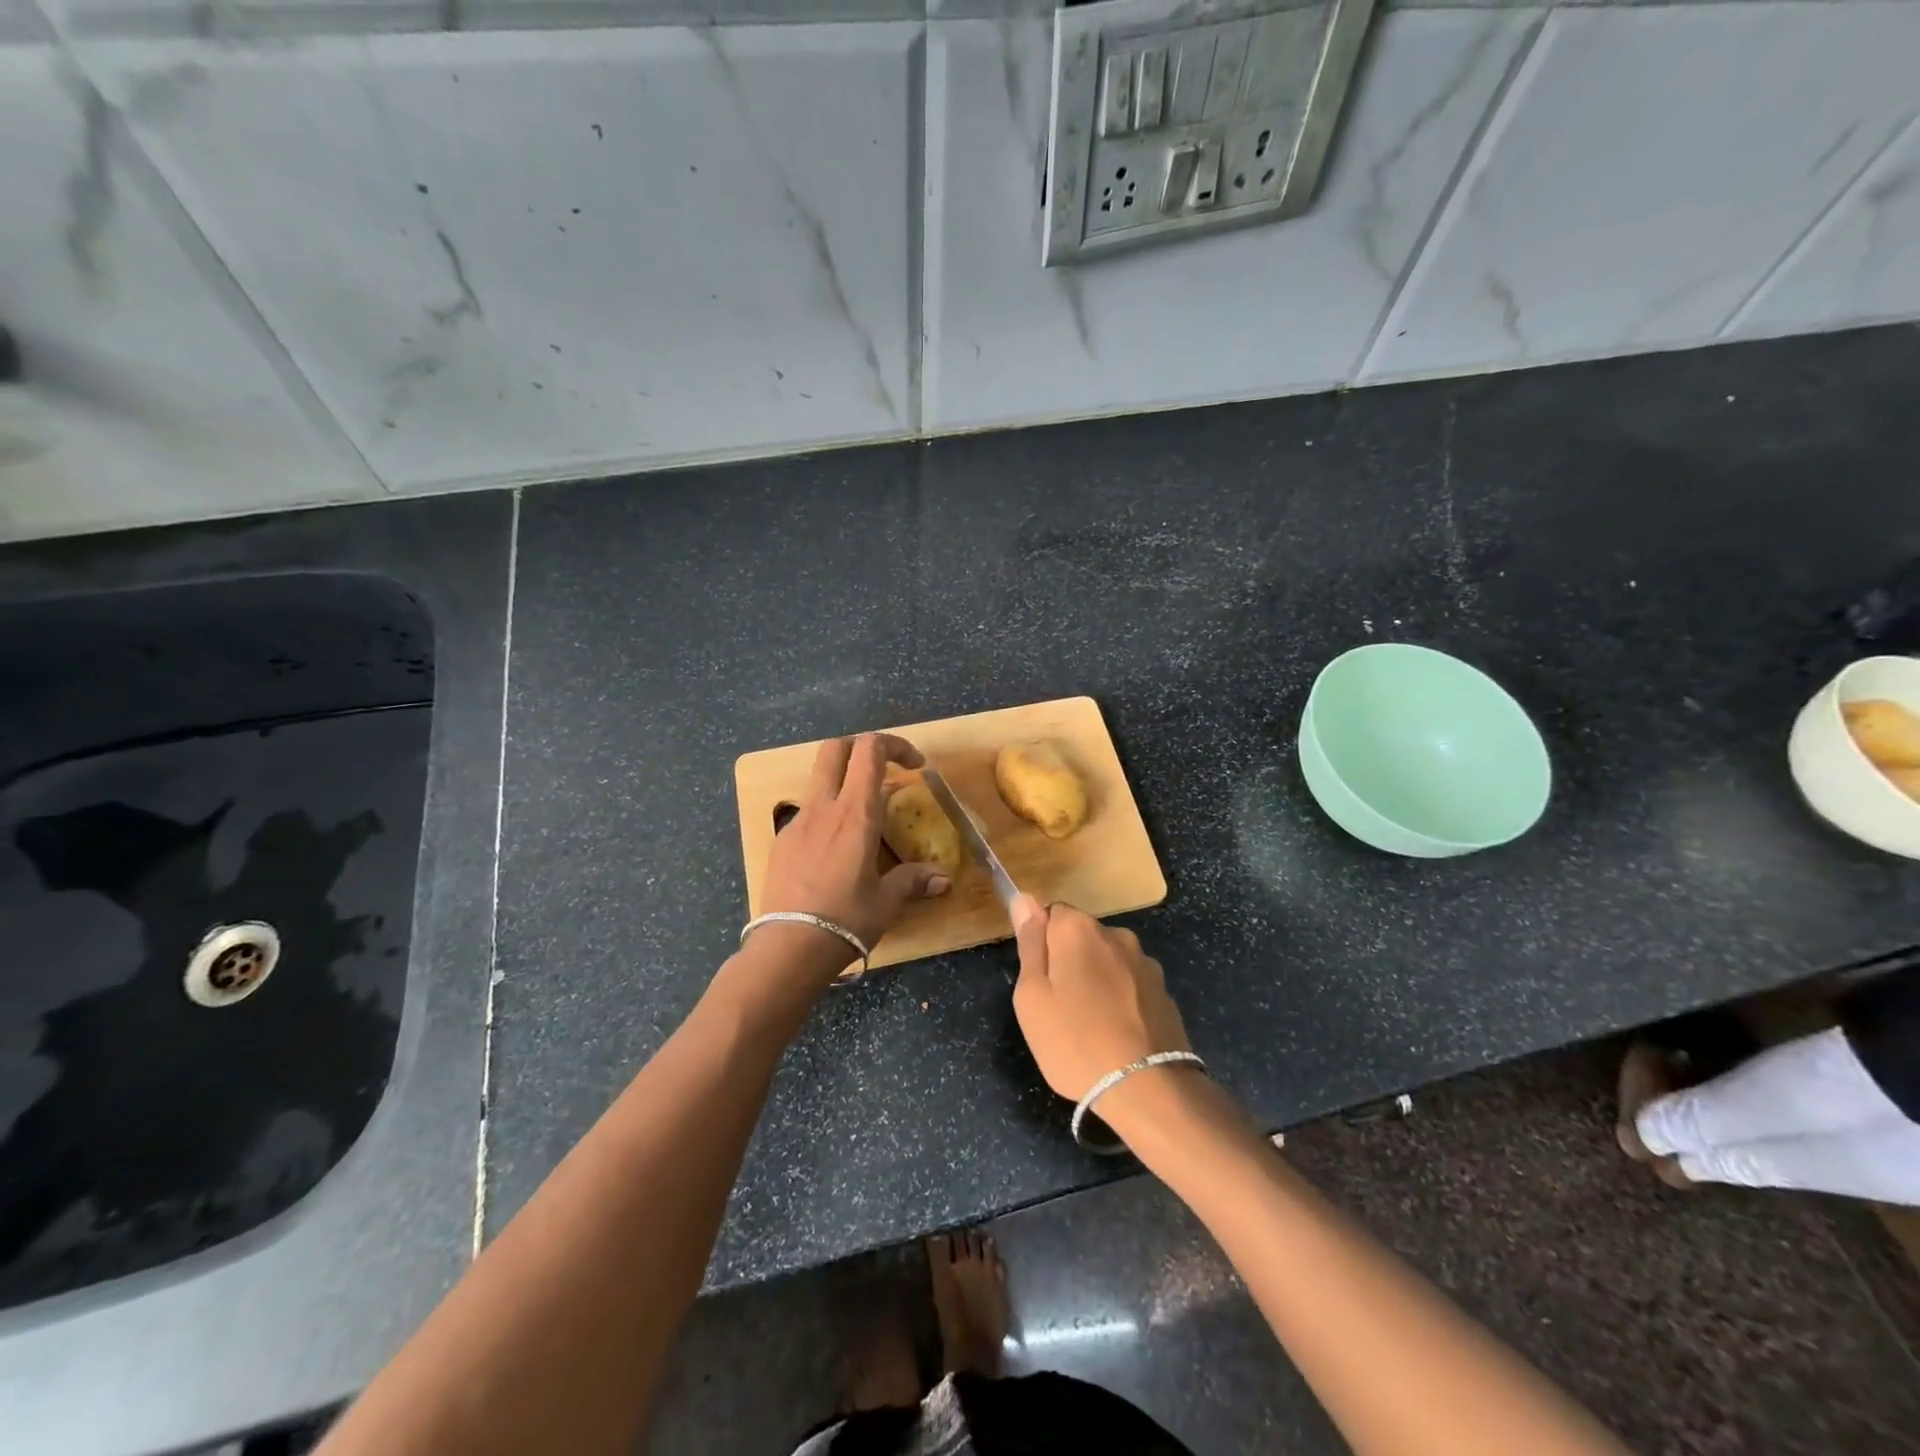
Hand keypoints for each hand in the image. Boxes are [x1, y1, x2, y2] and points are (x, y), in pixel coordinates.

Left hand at [758, 732, 951, 967]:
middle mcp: (824, 807)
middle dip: (862, 748)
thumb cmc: (845, 921)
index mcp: (855, 813)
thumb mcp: (886, 902)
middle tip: (885, 771)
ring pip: (819, 779)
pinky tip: (836, 849)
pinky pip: (808, 811)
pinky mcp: (782, 840)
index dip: (895, 746)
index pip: (870, 750)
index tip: (915, 767)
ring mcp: (798, 821)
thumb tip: (942, 879)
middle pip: (836, 748)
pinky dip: (828, 813)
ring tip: (864, 819)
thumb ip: (913, 881)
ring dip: (844, 782)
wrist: (788, 948)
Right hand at [1010, 896, 1192, 1102]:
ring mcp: (1145, 963)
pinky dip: (1120, 1000)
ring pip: (1107, 961)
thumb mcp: (1032, 995)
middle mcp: (1116, 935)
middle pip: (1081, 937)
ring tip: (1089, 1026)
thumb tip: (1025, 899)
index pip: (1051, 913)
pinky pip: (1130, 985)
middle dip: (1068, 962)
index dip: (1040, 943)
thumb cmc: (1074, 1041)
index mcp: (1079, 930)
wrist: (1146, 1088)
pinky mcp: (1164, 992)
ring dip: (1096, 981)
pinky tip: (1116, 1034)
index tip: (1038, 980)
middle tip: (1057, 1008)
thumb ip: (1030, 943)